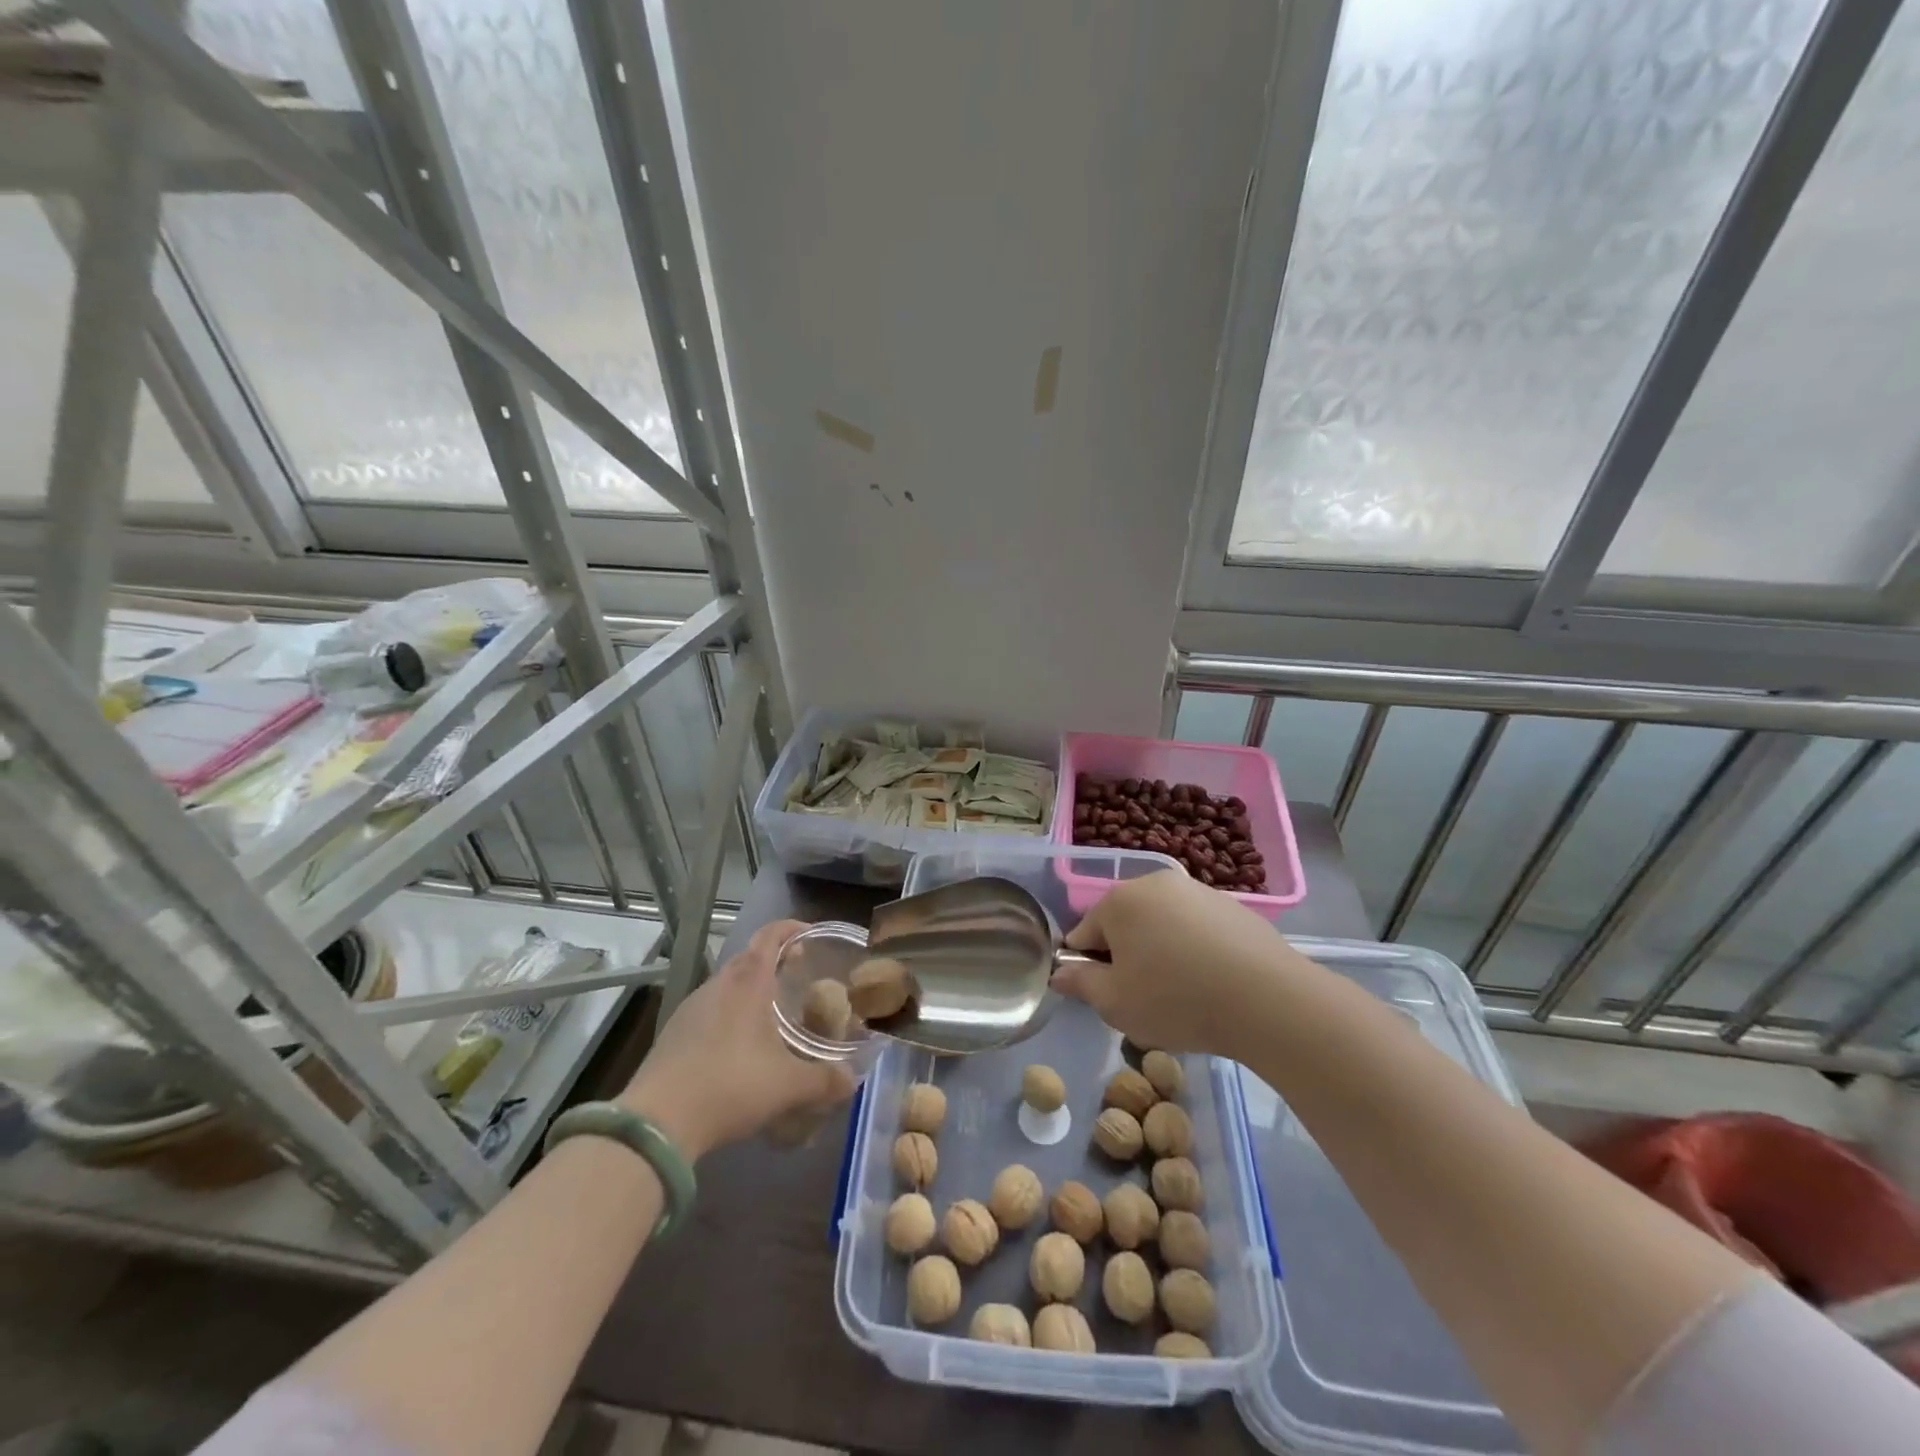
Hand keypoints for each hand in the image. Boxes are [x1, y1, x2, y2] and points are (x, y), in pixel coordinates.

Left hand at [619, 919, 854, 1159]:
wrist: (657, 1123)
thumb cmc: (730, 1086)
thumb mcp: (788, 1086)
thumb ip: (825, 1081)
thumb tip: (852, 1081)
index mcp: (748, 983)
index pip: (770, 936)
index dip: (791, 928)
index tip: (811, 934)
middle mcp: (718, 986)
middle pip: (748, 958)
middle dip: (774, 961)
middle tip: (798, 975)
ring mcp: (690, 1009)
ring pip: (727, 986)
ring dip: (750, 990)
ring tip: (771, 1015)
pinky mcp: (672, 1034)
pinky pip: (709, 1011)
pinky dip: (729, 1016)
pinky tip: (738, 1048)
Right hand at [1054, 869, 1301, 1058]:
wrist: (1267, 1000)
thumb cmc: (1176, 999)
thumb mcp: (1115, 1003)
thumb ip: (1081, 984)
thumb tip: (1059, 973)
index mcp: (1119, 901)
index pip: (1084, 933)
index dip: (1088, 967)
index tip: (1106, 996)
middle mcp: (1155, 883)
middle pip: (1124, 923)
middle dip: (1127, 956)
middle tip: (1143, 998)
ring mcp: (1198, 890)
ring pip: (1162, 924)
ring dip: (1161, 951)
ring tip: (1182, 994)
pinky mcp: (1232, 906)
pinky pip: (1197, 928)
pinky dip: (1195, 950)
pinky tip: (1213, 983)